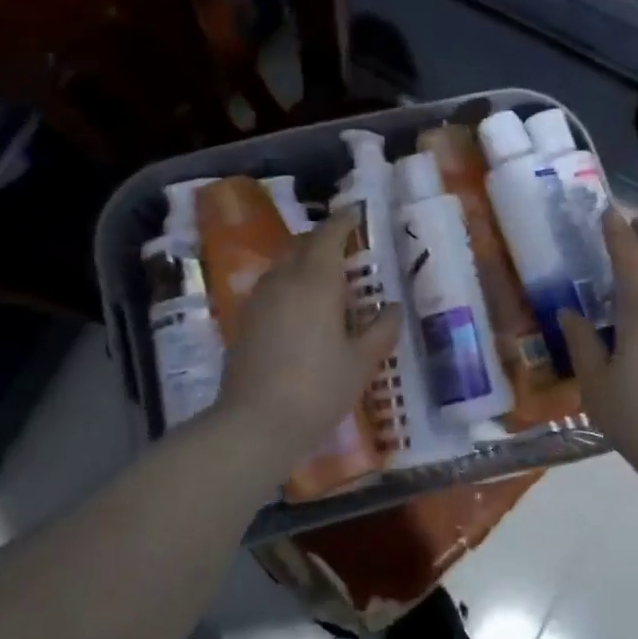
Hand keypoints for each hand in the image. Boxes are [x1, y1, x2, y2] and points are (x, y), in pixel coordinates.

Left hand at [214, 207, 402, 464]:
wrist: (257, 423)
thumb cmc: (319, 388)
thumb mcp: (361, 362)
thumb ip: (381, 330)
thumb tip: (392, 307)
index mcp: (315, 281)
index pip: (328, 235)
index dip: (343, 221)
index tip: (356, 215)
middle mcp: (283, 280)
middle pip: (301, 245)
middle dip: (322, 239)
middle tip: (345, 249)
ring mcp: (259, 300)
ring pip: (282, 265)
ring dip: (303, 261)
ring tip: (325, 280)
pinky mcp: (245, 320)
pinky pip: (271, 287)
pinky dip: (288, 284)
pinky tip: (301, 309)